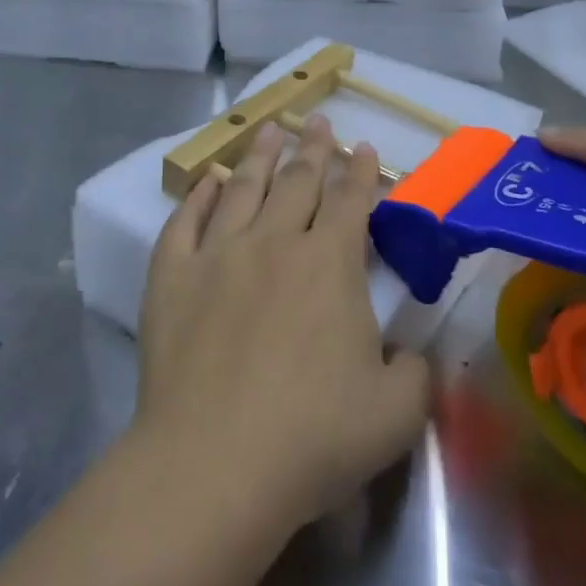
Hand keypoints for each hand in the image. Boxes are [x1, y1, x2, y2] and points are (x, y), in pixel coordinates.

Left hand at [134, 117, 431, 529]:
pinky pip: (184, 223)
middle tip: (318, 121)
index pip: (351, 202)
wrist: (215, 464)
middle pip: (298, 181)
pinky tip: (207, 181)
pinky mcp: (172, 278)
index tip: (363, 147)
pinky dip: (198, 197)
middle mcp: (275, 242)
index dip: (360, 172)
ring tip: (268, 130)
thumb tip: (407, 354)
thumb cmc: (314, 437)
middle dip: (313, 149)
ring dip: (260, 156)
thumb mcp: (396, 413)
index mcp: (330, 264)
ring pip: (243, 188)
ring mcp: (218, 255)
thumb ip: (414, 373)